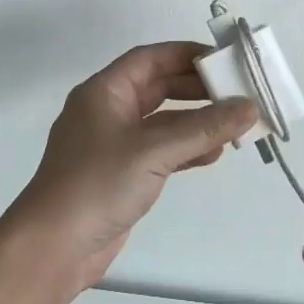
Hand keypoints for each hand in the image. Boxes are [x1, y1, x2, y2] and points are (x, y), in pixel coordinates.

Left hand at [9, 43, 256, 294]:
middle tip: (238, 92)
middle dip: (197, 89)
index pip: (150, 58)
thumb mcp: (154, 151)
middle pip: (159, 87)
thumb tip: (250, 107)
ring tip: (234, 125)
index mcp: (104, 91)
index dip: (187, 55)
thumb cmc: (97, 184)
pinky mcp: (121, 173)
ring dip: (197, 121)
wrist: (53, 248)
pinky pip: (161, 149)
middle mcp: (108, 110)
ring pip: (163, 121)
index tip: (224, 60)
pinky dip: (186, 149)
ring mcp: (114, 143)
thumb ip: (204, 127)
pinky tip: (213, 154)